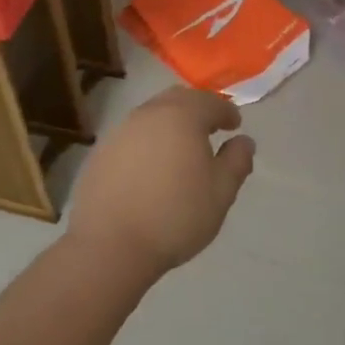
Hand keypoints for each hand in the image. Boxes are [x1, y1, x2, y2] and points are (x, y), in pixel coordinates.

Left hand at [67, 86, 255, 278]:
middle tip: (209, 129)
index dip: (226, 112)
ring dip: (170, 125)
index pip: (210, 102)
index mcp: (182, 117)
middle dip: (197, 109)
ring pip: (152, 116)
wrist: (110, 244)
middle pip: (177, 100)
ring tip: (181, 150)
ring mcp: (120, 132)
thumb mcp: (221, 192)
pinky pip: (132, 137)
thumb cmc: (175, 215)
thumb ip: (237, 161)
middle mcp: (149, 114)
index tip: (235, 125)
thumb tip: (243, 141)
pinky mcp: (101, 153)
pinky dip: (148, 143)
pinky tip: (152, 168)